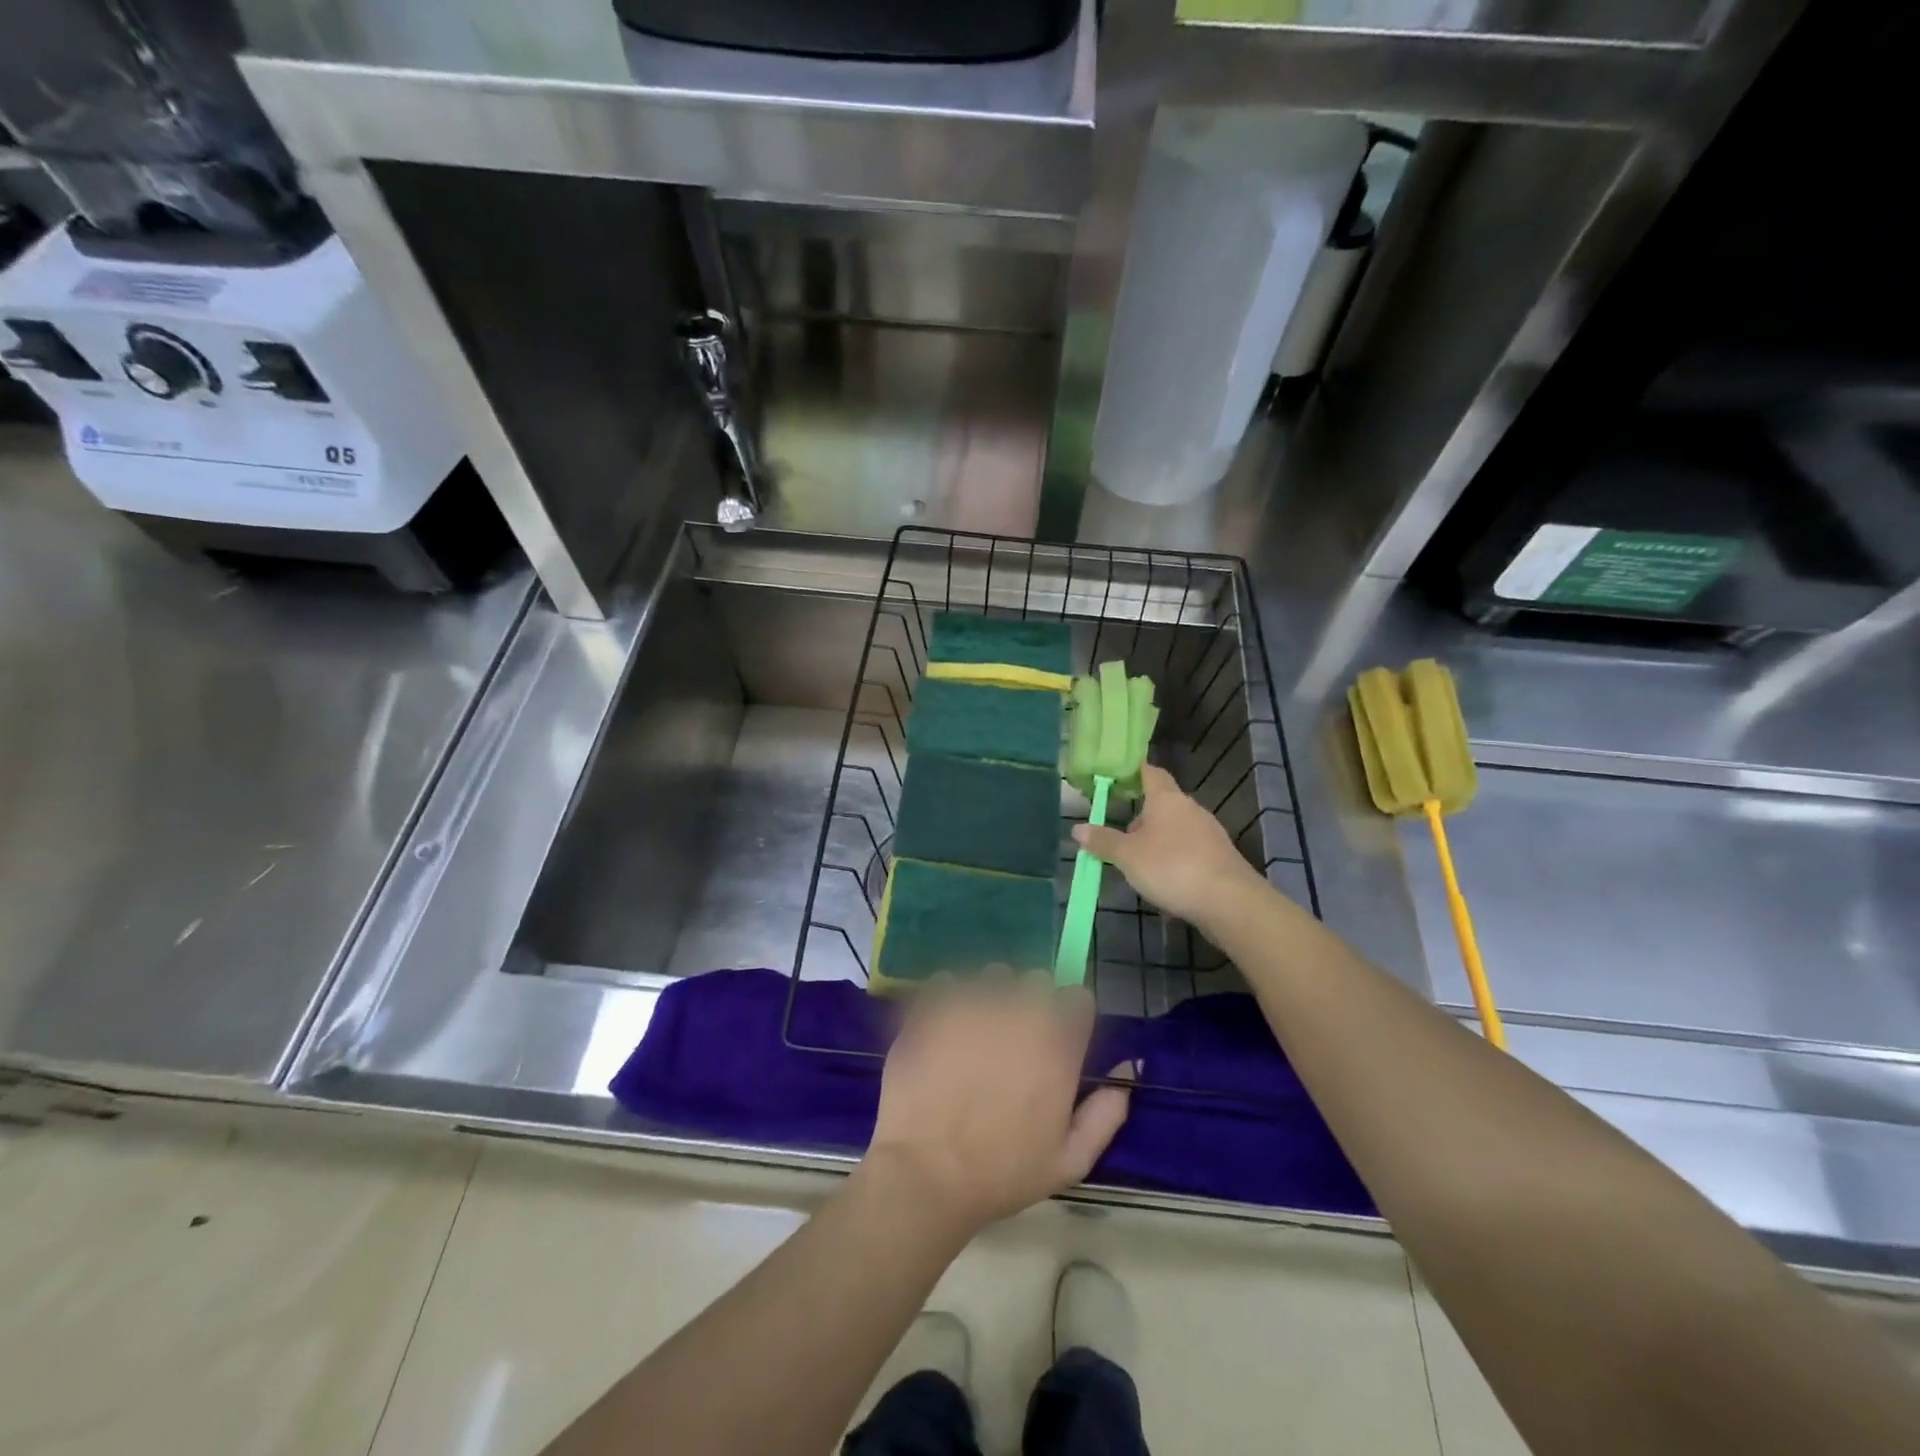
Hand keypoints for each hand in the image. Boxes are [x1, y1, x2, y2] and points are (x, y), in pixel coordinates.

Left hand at [865, 971, 1130, 1238]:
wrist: (925, 1174)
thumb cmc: (1001, 1174)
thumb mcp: (1069, 1162)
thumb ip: (1105, 1113)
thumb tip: (1126, 1069)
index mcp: (1056, 1045)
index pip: (1078, 998)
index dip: (1069, 1016)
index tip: (1057, 1038)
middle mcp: (1019, 1012)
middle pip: (1036, 980)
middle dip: (1030, 1002)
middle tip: (1013, 1039)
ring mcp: (973, 1004)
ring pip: (992, 976)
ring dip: (990, 996)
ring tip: (975, 1032)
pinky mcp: (932, 1005)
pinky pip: (948, 981)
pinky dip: (949, 998)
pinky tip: (943, 1031)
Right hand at [1073, 764, 1266, 925]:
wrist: (1230, 901)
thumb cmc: (1172, 867)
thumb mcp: (1128, 856)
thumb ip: (1103, 841)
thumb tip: (1078, 828)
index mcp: (1167, 799)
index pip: (1150, 772)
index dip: (1133, 772)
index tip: (1116, 778)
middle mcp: (1190, 808)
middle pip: (1162, 803)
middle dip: (1140, 817)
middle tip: (1119, 836)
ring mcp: (1209, 832)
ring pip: (1175, 828)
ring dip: (1157, 841)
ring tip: (1138, 864)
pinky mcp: (1219, 856)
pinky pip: (1189, 850)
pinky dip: (1174, 859)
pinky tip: (1165, 881)